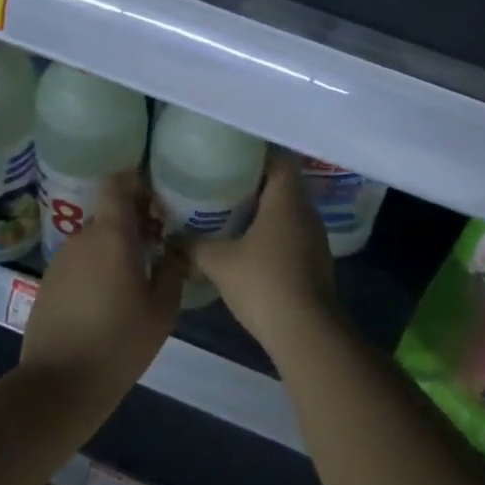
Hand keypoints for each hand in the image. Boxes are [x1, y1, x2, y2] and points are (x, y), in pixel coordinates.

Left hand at [20, 171, 183, 392]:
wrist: (60, 384)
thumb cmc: (120, 342)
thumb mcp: (163, 309)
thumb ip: (173, 271)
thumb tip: (175, 251)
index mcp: (112, 235)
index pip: (118, 184)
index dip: (137, 183)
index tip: (158, 200)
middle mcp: (82, 238)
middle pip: (109, 214)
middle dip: (134, 223)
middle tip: (159, 245)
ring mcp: (61, 261)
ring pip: (94, 241)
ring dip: (115, 248)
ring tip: (137, 276)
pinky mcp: (48, 284)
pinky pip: (79, 263)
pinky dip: (97, 268)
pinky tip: (110, 299)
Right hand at [191, 149, 336, 353]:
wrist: (305, 331)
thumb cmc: (263, 283)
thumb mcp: (219, 262)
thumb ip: (192, 246)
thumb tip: (170, 239)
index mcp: (287, 200)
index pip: (279, 159)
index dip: (257, 153)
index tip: (231, 154)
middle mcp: (306, 212)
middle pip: (282, 184)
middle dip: (254, 183)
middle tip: (221, 183)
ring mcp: (314, 238)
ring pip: (287, 212)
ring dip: (263, 211)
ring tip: (229, 213)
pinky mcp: (314, 262)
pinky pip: (291, 235)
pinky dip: (271, 234)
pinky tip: (247, 246)